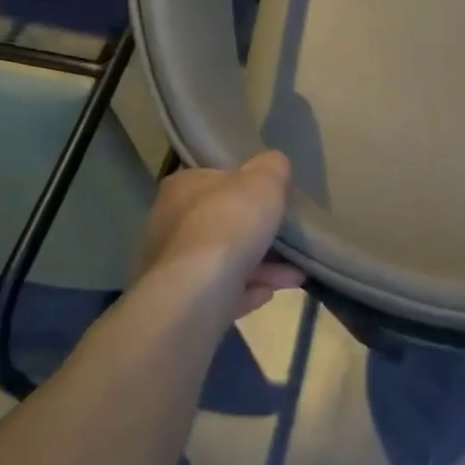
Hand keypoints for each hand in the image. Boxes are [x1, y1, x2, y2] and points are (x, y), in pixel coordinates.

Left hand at [138, 152, 305, 317]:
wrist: (198, 291)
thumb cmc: (230, 223)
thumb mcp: (264, 180)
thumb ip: (272, 167)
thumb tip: (274, 165)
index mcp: (183, 187)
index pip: (216, 180)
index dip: (247, 189)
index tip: (274, 201)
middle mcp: (169, 222)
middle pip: (222, 223)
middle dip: (258, 233)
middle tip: (290, 241)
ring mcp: (172, 265)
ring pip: (224, 261)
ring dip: (261, 266)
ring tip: (295, 274)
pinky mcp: (180, 299)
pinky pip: (221, 291)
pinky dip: (246, 290)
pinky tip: (269, 293)